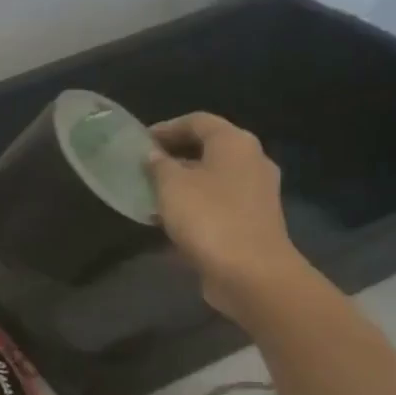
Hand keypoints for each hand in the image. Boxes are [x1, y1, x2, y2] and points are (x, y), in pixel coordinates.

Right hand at [146, 112, 306, 321]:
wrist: (251, 273)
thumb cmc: (208, 218)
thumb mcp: (171, 185)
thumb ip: (158, 165)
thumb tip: (153, 156)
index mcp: (234, 143)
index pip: (198, 121)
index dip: (167, 127)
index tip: (140, 141)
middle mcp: (251, 162)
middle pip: (208, 149)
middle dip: (174, 156)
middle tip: (142, 168)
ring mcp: (255, 193)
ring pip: (212, 178)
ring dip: (183, 184)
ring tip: (151, 195)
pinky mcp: (252, 222)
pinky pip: (218, 204)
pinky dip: (194, 206)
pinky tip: (169, 221)